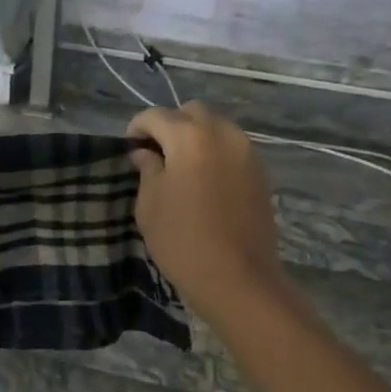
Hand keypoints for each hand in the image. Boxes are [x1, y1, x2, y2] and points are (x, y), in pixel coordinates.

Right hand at [127, 104, 286, 326]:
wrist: (237, 278)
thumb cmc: (182, 241)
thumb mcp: (150, 205)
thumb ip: (148, 169)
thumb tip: (146, 153)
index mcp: (190, 137)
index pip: (156, 116)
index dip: (137, 128)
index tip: (129, 148)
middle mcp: (223, 134)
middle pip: (192, 113)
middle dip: (170, 125)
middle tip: (156, 154)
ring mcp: (247, 152)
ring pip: (217, 128)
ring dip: (196, 138)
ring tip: (181, 168)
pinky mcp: (261, 173)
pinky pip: (233, 149)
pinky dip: (215, 153)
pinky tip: (205, 181)